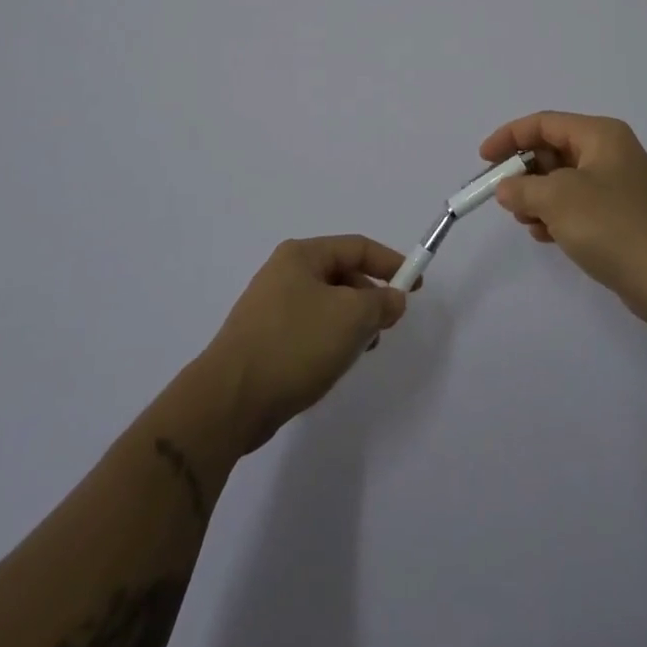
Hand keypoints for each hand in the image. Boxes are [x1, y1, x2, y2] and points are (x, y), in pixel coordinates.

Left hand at [200, 235, 408, 452]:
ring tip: (360, 351)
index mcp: (301, 255)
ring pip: (327, 305)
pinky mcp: (264, 339)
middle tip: (387, 326)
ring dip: (350, 324)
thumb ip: (380, 303)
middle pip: (341, 275)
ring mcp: (270, 306)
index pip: (357, 247)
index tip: (416, 286)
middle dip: (369, 298)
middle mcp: (284, 272)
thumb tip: (393, 298)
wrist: (230, 400)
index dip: (390, 263)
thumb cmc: (294, 345)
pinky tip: (332, 366)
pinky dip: (329, 341)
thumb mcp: (350, 317)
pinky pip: (309, 329)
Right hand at [483, 111, 646, 327]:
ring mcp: (620, 186)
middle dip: (524, 171)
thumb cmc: (611, 224)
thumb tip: (506, 188)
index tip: (483, 159)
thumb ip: (522, 188)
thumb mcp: (556, 199)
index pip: (545, 123)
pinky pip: (579, 205)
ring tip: (523, 220)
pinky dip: (557, 215)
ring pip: (565, 180)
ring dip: (538, 196)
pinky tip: (543, 235)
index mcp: (601, 135)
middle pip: (554, 150)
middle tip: (501, 195)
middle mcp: (612, 153)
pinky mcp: (623, 217)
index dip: (509, 137)